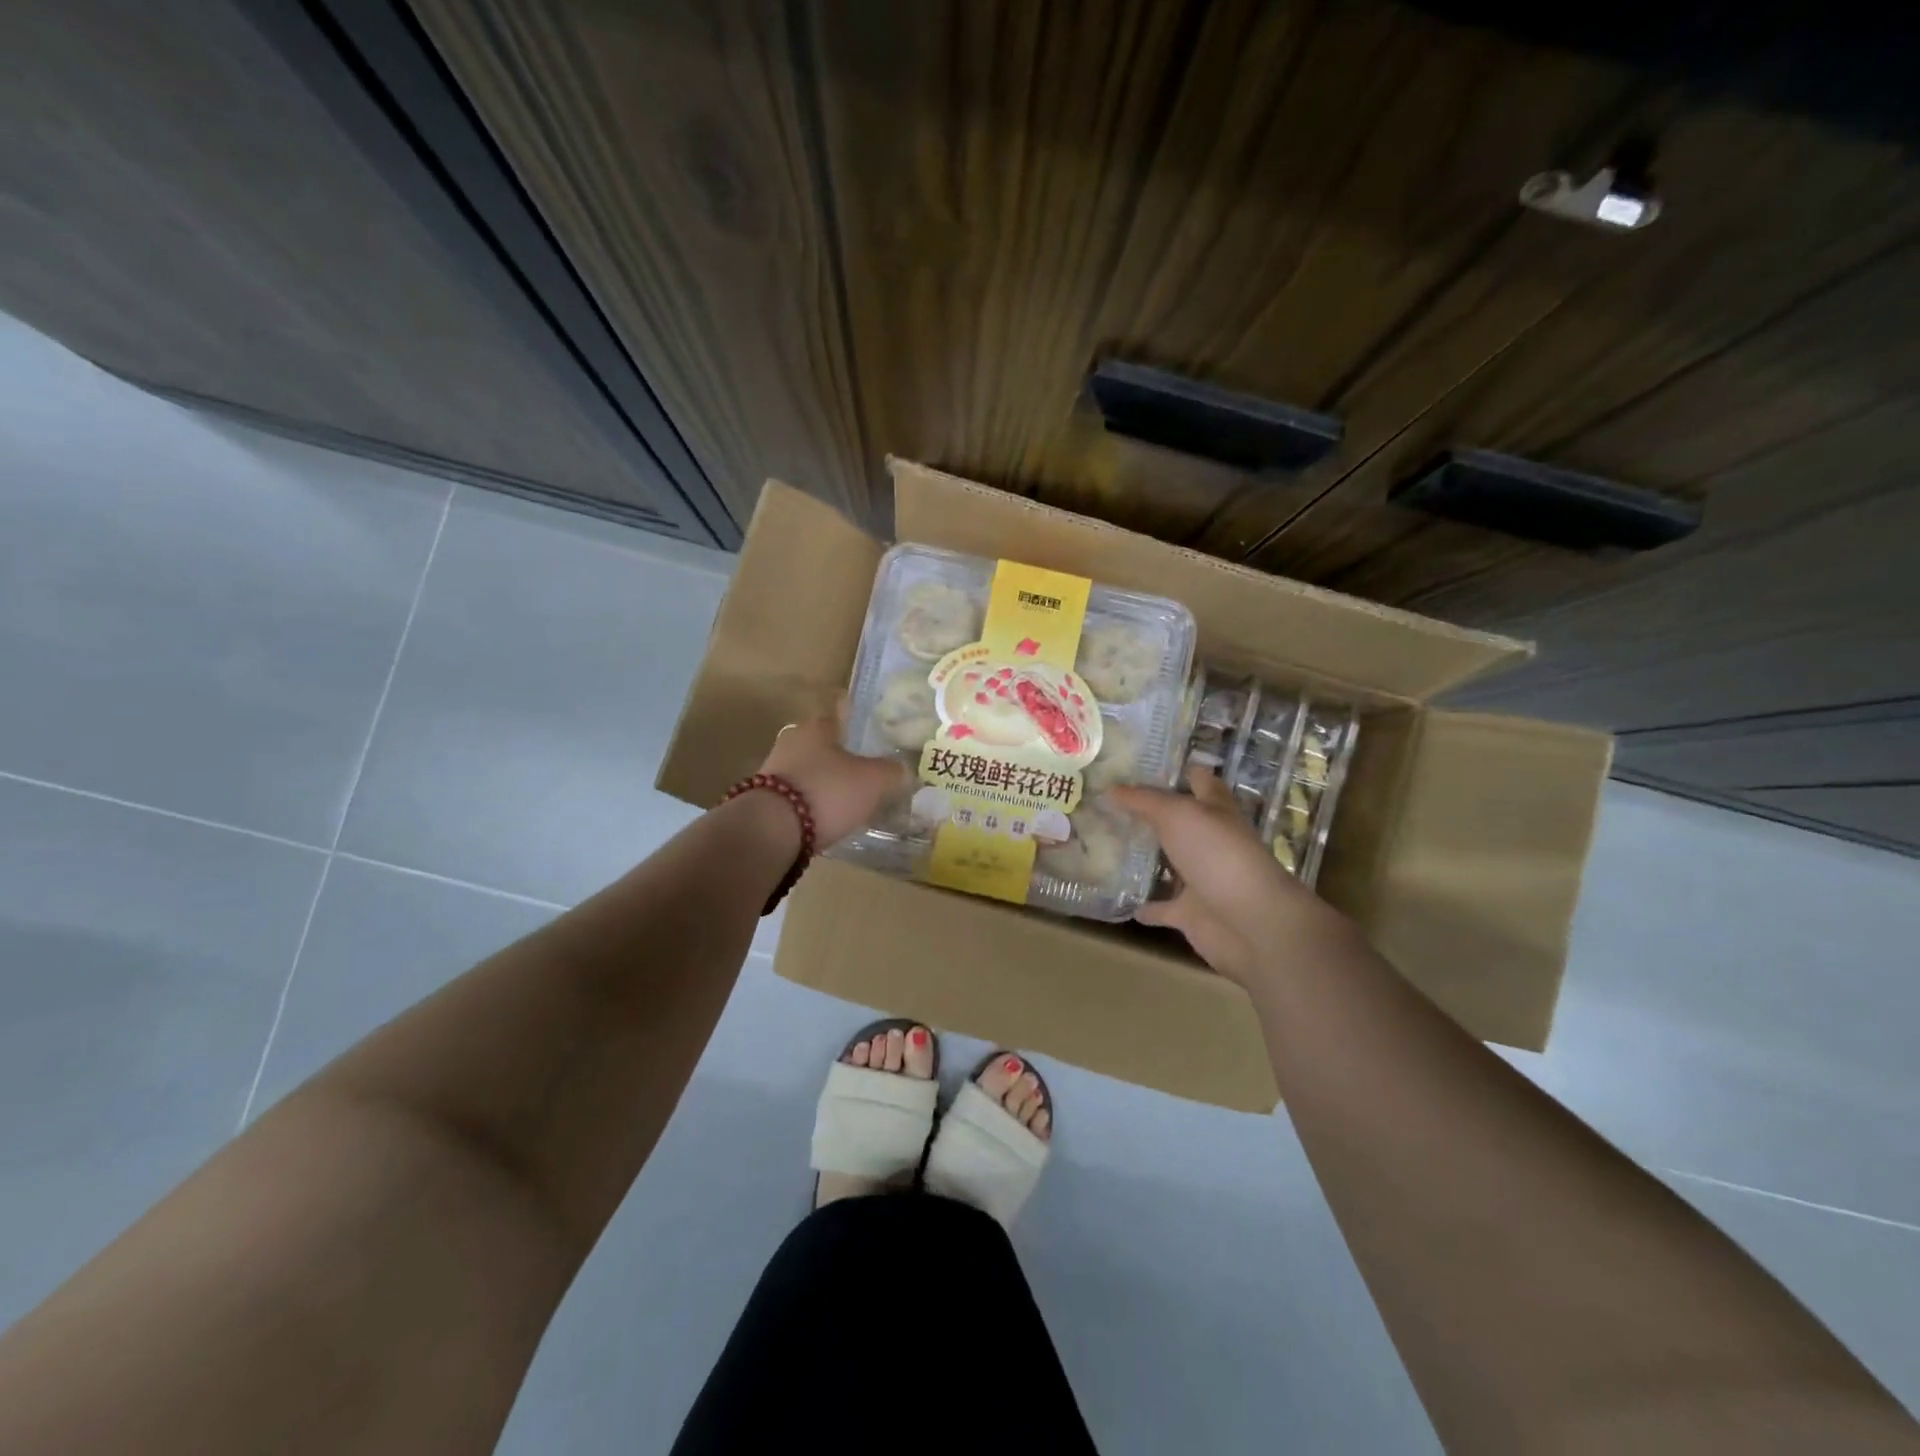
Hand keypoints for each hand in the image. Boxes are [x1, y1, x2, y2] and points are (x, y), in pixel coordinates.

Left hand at [757, 712, 909, 847]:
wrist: (772, 830)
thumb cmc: (828, 791)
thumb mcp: (873, 781)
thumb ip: (892, 772)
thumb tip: (904, 770)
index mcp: (817, 726)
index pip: (840, 714)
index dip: (858, 722)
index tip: (872, 732)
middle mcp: (792, 741)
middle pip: (823, 744)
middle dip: (842, 756)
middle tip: (866, 771)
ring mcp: (774, 771)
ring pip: (809, 771)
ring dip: (826, 782)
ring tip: (849, 799)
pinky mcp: (765, 800)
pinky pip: (797, 797)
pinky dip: (812, 804)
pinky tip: (827, 818)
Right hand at [1110, 767, 1343, 982]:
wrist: (1251, 922)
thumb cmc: (1218, 855)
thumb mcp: (1178, 814)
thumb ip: (1144, 801)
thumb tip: (1110, 789)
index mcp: (1215, 810)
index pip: (1199, 781)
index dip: (1177, 770)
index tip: (1141, 763)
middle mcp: (1210, 841)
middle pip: (1179, 822)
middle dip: (1150, 814)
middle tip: (1107, 803)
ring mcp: (1201, 879)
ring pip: (1168, 864)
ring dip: (1144, 859)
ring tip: (1104, 846)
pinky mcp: (1190, 913)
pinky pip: (1161, 908)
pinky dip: (1144, 906)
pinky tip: (1119, 900)